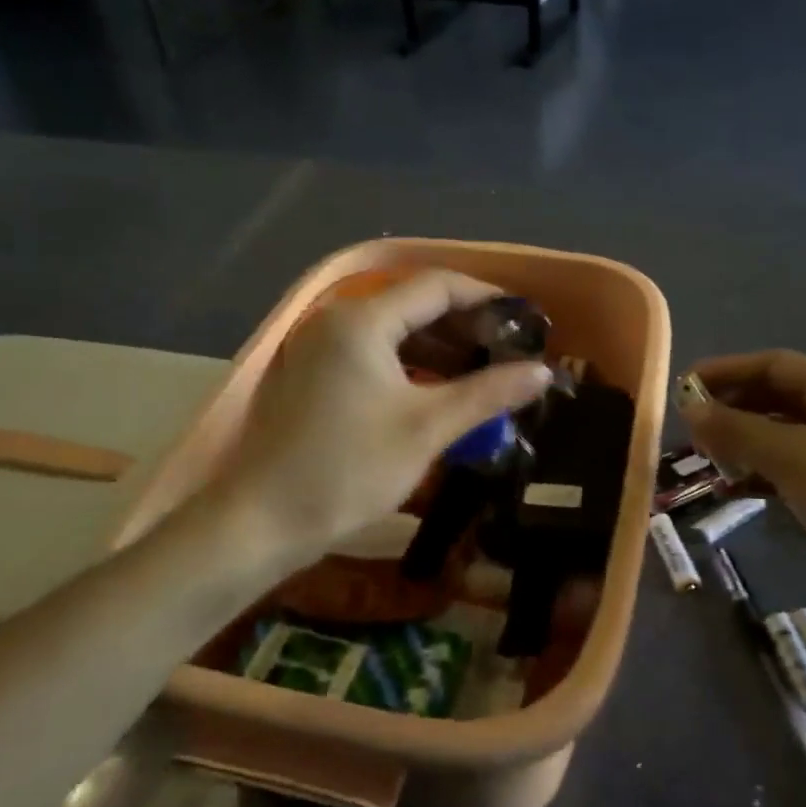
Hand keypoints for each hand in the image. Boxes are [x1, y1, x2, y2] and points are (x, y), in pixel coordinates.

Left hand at [210, 270, 551, 561]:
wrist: (262, 520)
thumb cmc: (349, 469)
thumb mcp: (427, 428)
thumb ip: (488, 393)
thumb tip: (543, 371)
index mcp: (362, 320)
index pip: (437, 286)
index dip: (486, 297)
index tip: (524, 320)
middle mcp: (336, 320)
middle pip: (413, 304)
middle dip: (465, 325)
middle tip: (509, 351)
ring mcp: (318, 347)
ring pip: (392, 332)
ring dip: (438, 348)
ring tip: (483, 373)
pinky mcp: (311, 375)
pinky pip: (371, 354)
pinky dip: (409, 366)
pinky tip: (437, 391)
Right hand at [680, 351, 805, 596]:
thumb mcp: (792, 457)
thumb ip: (736, 429)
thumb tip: (688, 406)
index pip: (773, 364)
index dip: (725, 371)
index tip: (681, 387)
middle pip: (777, 396)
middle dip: (731, 408)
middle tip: (690, 428)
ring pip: (782, 434)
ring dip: (743, 442)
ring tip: (706, 459)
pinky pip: (793, 468)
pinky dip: (762, 473)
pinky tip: (734, 489)